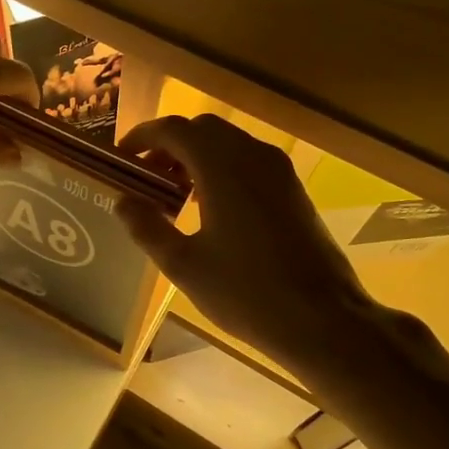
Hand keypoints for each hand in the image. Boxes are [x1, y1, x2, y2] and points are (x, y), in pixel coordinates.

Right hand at [118, 115, 379, 366]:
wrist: (325, 319)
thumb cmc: (246, 292)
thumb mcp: (184, 265)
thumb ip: (147, 227)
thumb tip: (123, 201)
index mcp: (221, 166)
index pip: (173, 129)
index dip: (142, 137)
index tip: (122, 157)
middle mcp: (252, 155)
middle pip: (202, 129)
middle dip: (169, 145)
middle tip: (146, 177)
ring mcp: (278, 171)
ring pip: (228, 143)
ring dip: (196, 156)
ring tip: (175, 194)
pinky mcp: (293, 189)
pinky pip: (248, 160)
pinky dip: (222, 168)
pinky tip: (212, 207)